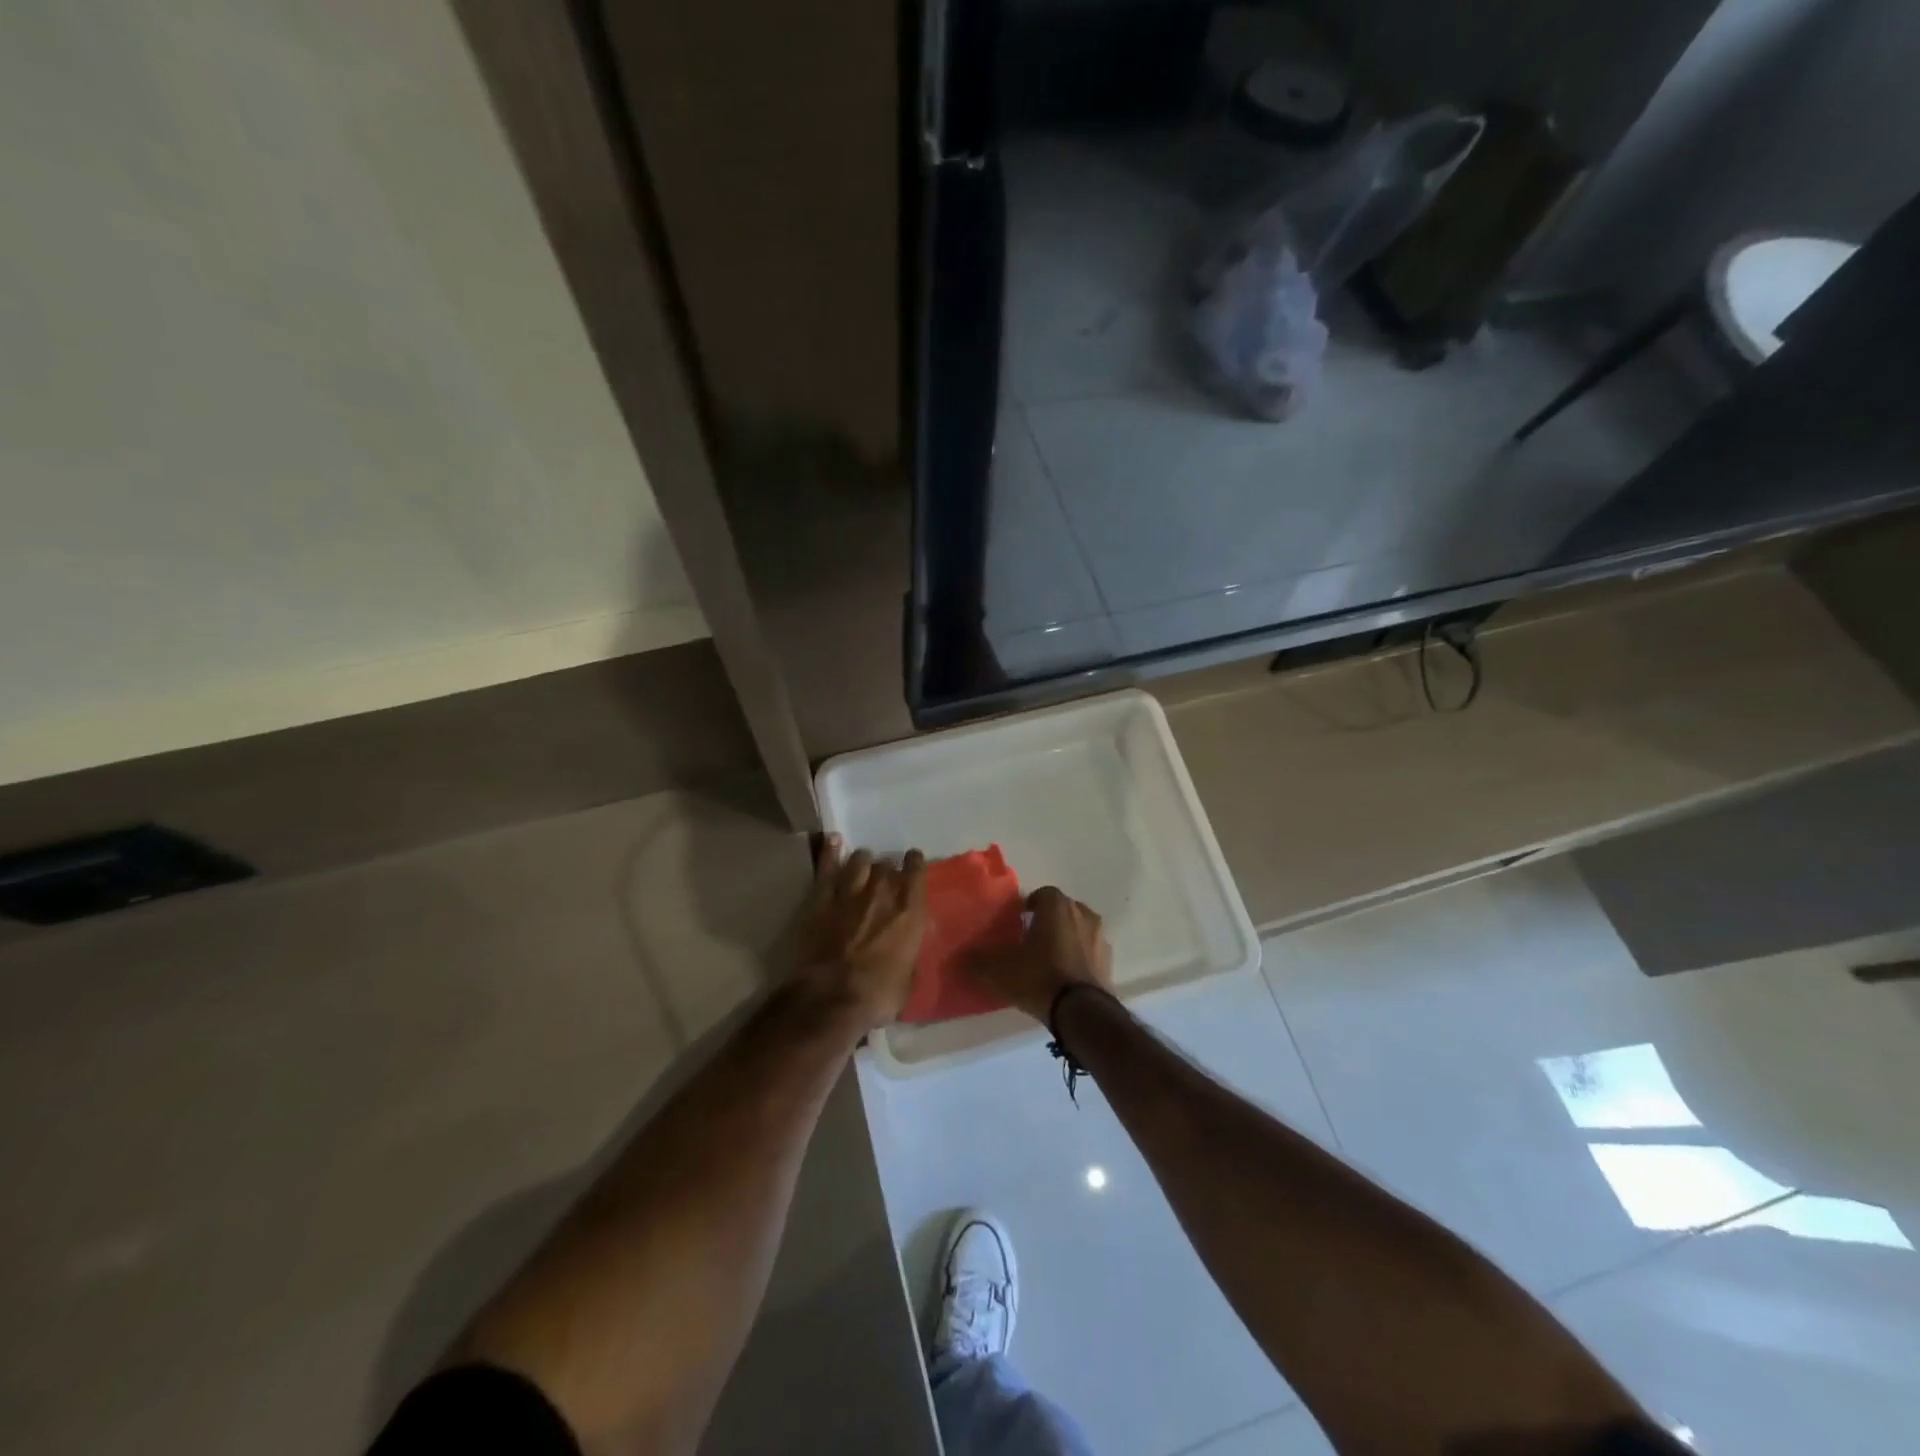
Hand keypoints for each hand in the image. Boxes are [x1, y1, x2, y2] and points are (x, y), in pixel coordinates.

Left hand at [792, 836, 927, 1029]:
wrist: (832, 998)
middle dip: (886, 870)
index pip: (916, 874)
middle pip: (886, 867)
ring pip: (859, 861)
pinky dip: (831, 853)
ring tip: (861, 863)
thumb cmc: (878, 996)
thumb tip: (906, 949)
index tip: (913, 861)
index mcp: (910, 914)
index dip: (915, 864)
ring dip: (863, 861)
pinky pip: (827, 868)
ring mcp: (850, 893)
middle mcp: (883, 895)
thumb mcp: (908, 980)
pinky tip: (834, 842)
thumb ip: (909, 954)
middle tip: (883, 877)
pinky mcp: (821, 899)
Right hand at [970, 886, 1112, 1022]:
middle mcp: (1083, 914)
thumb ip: (978, 961)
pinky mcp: (1109, 963)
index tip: (1016, 922)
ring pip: (1078, 931)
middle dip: (1047, 921)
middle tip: (1030, 940)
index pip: (1041, 894)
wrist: (1081, 1012)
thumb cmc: (1039, 977)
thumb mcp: (1000, 970)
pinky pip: (1089, 953)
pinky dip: (1078, 959)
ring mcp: (1100, 938)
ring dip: (1065, 940)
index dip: (1028, 906)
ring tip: (1048, 961)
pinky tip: (1064, 978)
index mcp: (1057, 906)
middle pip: (1062, 911)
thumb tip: (959, 958)